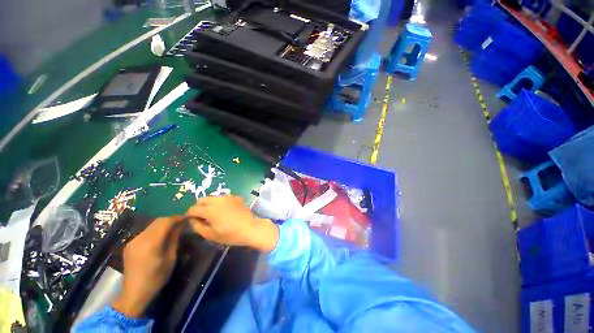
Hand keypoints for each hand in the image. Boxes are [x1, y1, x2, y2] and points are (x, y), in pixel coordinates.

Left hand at [112, 216, 184, 317]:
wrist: (134, 293)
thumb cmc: (156, 278)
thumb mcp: (170, 258)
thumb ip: (174, 239)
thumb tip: (181, 225)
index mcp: (151, 242)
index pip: (166, 221)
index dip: (177, 217)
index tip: (187, 218)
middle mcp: (140, 238)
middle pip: (158, 221)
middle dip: (171, 220)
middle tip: (182, 223)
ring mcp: (133, 241)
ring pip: (151, 225)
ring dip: (163, 224)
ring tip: (173, 229)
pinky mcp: (130, 245)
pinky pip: (146, 232)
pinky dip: (156, 230)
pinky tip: (161, 237)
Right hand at [185, 195, 277, 252]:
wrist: (250, 228)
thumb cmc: (230, 234)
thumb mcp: (210, 235)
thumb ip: (197, 226)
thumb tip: (192, 219)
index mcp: (210, 210)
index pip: (193, 209)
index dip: (189, 215)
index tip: (192, 221)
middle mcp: (218, 200)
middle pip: (202, 200)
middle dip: (199, 207)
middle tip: (203, 217)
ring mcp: (228, 197)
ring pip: (212, 197)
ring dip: (209, 203)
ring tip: (214, 213)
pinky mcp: (235, 197)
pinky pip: (223, 197)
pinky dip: (220, 202)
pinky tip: (225, 210)